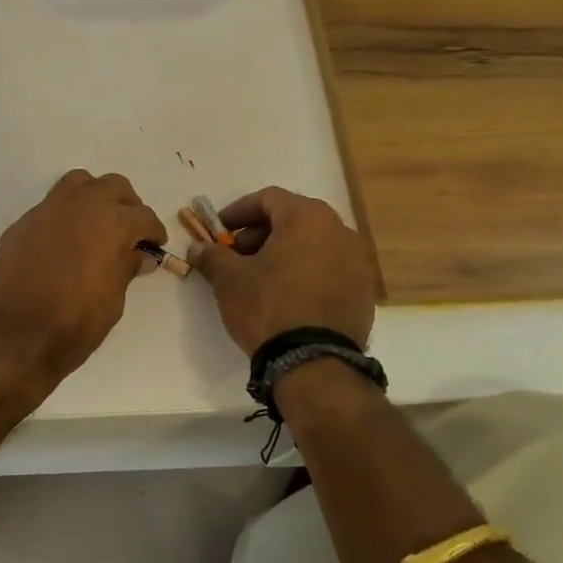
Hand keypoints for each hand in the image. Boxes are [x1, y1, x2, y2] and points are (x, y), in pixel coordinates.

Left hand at [0, 170, 166, 392]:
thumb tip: (137, 254)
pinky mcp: (23, 223)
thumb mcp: (113, 301)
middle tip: (130, 231)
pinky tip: (64, 243)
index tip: (154, 245)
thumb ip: (126, 269)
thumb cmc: (73, 324)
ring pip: (79, 183)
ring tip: (97, 225)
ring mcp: (47, 210)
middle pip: (114, 187)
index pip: (142, 216)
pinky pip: (51, 206)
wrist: (13, 336)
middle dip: (127, 205)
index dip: (153, 231)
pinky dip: (66, 215)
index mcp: (111, 223)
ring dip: (95, 197)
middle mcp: (81, 205)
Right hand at [189, 187, 377, 355]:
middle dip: (260, 233)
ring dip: (284, 253)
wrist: (314, 363)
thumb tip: (198, 248)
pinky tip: (286, 296)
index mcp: (308, 218)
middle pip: (293, 219)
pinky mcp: (364, 292)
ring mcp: (357, 262)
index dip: (238, 211)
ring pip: (313, 244)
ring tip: (260, 278)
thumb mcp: (229, 279)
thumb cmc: (268, 307)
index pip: (268, 198)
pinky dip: (306, 273)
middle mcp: (340, 231)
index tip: (219, 230)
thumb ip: (212, 256)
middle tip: (236, 255)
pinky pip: (329, 269)